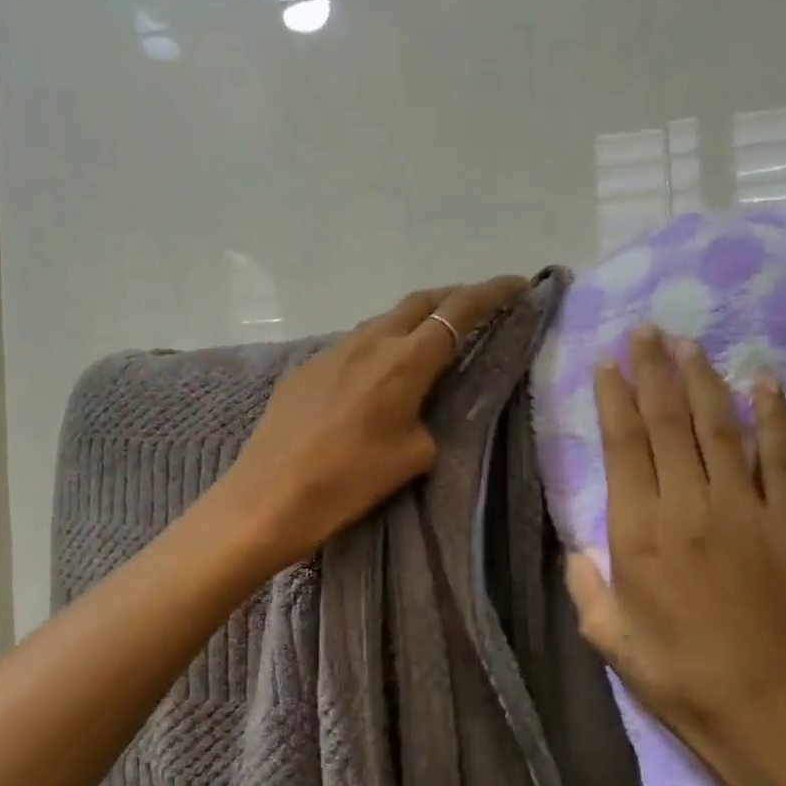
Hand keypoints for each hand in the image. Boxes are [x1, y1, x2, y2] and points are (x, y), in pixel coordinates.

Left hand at [218, 276, 528, 569]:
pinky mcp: (304, 370)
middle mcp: (369, 343)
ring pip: (382, 322)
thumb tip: (419, 409)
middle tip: (477, 309)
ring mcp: (330, 352)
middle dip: (453, 298)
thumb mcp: (412, 458)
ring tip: (428, 341)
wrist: (267, 500)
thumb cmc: (347, 484)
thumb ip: (429, 420)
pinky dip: (377, 348)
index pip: (459, 312)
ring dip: (412, 322)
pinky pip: (351, 346)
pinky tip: (374, 376)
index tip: (518, 285)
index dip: (493, 293)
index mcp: (404, 362)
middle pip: (419, 302)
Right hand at [564, 327, 785, 785]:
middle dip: (654, 371)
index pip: (624, 445)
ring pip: (720, 428)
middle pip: (669, 422)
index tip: (608, 363)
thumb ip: (588, 587)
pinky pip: (782, 458)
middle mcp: (690, 507)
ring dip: (702, 381)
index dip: (615, 398)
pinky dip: (773, 417)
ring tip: (687, 345)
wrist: (775, 717)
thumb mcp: (610, 641)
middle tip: (645, 331)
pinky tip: (763, 383)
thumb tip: (577, 550)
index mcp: (639, 534)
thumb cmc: (681, 681)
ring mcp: (747, 511)